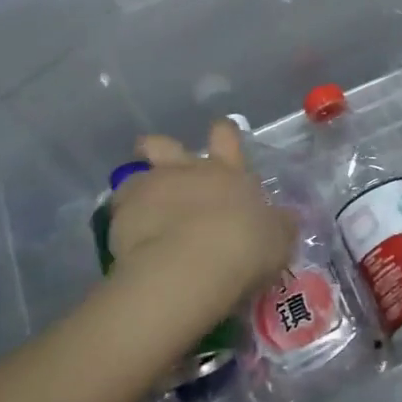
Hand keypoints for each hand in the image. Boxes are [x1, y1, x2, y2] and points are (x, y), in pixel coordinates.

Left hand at [106, 119, 296, 322]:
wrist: (191, 268)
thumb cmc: (244, 248)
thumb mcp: (277, 238)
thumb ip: (277, 225)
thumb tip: (283, 220)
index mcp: (228, 172)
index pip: (226, 137)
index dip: (223, 134)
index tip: (220, 135)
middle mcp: (188, 172)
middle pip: (166, 145)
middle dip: (160, 148)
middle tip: (157, 158)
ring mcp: (152, 189)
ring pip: (136, 176)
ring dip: (138, 188)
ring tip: (138, 211)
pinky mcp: (122, 215)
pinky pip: (118, 211)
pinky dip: (122, 221)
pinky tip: (128, 241)